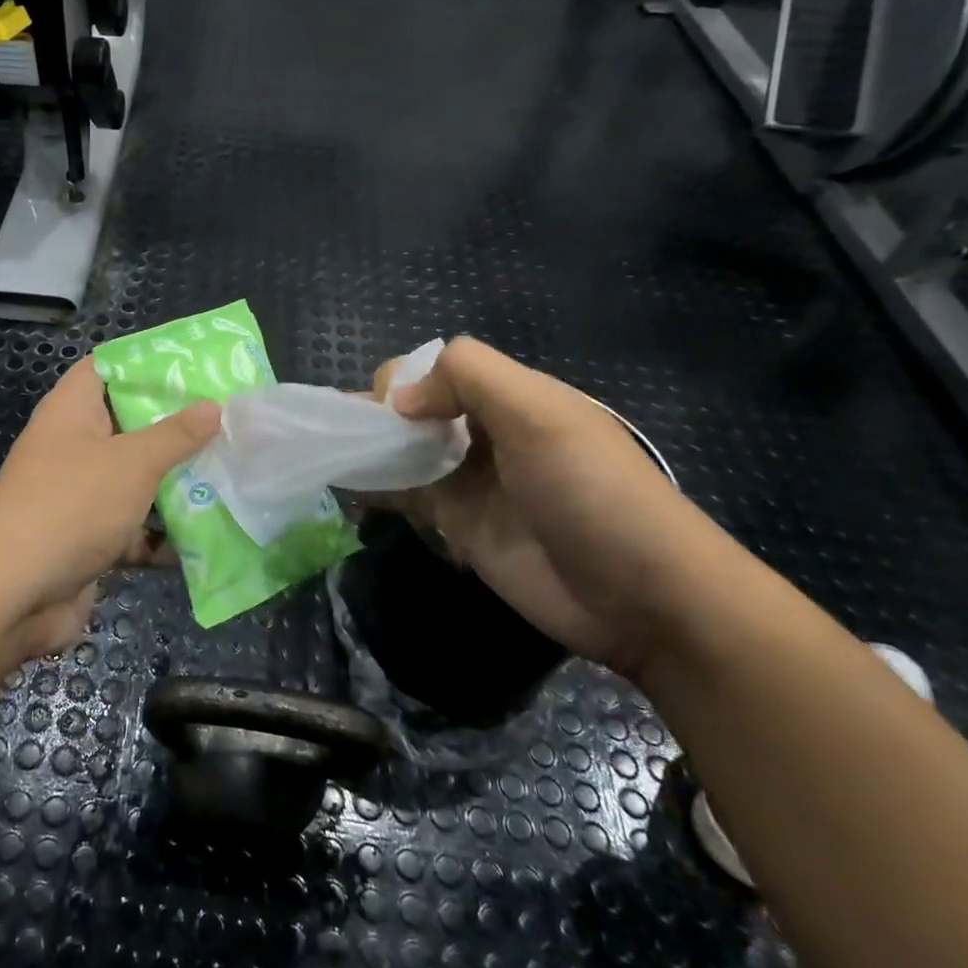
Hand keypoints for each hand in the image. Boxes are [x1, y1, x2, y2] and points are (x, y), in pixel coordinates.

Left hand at [0, 358, 220, 660]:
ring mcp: (80, 496)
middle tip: (229, 421)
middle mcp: (73, 447)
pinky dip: (162, 534)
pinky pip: (133, 528)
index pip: (107, 367)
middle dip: (177, 427)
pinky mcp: (88, 540)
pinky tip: (208, 536)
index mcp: (72, 410)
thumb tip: (213, 406)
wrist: (13, 595)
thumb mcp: (132, 462)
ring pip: (136, 480)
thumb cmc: (72, 505)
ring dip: (177, 484)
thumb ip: (176, 434)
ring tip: (232, 473)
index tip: (197, 366)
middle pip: (130, 425)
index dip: (148, 363)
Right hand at [374, 336, 715, 677]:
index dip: (407, 380)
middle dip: (377, 414)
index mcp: (512, 398)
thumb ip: (470, 379)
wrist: (641, 598)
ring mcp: (470, 483)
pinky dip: (374, 490)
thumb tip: (398, 399)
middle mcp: (486, 434)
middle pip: (417, 410)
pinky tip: (343, 489)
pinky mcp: (458, 527)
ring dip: (368, 450)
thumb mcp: (541, 415)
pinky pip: (406, 498)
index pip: (441, 369)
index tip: (391, 411)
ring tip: (326, 454)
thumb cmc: (592, 493)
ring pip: (404, 453)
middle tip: (345, 436)